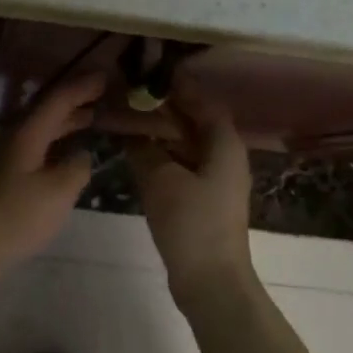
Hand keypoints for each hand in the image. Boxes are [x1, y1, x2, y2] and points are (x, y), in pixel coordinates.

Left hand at [0, 70, 104, 280]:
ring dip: (63, 127)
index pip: (58, 100)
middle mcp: (10, 140)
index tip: (105, 77)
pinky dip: (51, 149)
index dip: (82, 88)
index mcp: (25, 134)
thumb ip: (76, 169)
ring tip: (87, 124)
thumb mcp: (57, 193)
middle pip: (45, 114)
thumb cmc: (12, 216)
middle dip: (74, 105)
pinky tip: (60, 164)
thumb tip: (83, 154)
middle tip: (101, 99)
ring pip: (37, 135)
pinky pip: (30, 154)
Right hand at [124, 82, 254, 313]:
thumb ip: (144, 148)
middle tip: (130, 94)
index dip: (177, 85)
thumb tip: (130, 131)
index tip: (148, 71)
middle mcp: (224, 156)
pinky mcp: (204, 200)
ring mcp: (216, 180)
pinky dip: (162, 154)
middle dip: (164, 107)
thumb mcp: (160, 180)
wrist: (211, 282)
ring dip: (160, 131)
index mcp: (224, 144)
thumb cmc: (191, 224)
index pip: (202, 101)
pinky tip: (137, 153)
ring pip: (186, 144)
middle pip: (195, 121)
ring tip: (128, 119)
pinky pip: (182, 164)